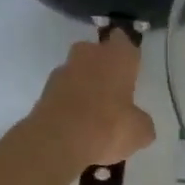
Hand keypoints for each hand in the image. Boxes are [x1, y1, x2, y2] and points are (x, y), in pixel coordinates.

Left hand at [26, 34, 156, 169]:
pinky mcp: (43, 92)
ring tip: (93, 112)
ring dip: (83, 84)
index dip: (127, 52)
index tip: (131, 67)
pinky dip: (68, 103)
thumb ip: (140, 121)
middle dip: (102, 65)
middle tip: (112, 89)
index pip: (123, 40)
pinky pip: (62, 93)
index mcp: (117, 56)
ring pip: (76, 71)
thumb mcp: (140, 131)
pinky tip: (76, 125)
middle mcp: (88, 55)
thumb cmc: (109, 127)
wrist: (57, 143)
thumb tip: (137, 121)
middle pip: (95, 51)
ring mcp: (62, 72)